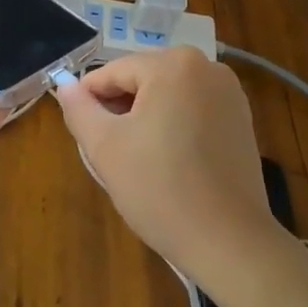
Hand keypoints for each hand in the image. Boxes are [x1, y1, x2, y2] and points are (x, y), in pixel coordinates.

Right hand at [55, 47, 279, 289]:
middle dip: (121, 109)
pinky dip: (174, 126)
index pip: (113, 72)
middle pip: (143, 80)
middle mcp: (207, 66)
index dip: (89, 100)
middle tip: (108, 150)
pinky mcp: (242, 120)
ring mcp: (230, 93)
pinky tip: (168, 162)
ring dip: (146, 118)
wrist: (229, 242)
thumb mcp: (105, 147)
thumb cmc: (160, 189)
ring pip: (168, 95)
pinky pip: (193, 110)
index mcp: (173, 64)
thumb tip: (65, 85)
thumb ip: (79, 109)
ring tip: (137, 159)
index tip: (81, 132)